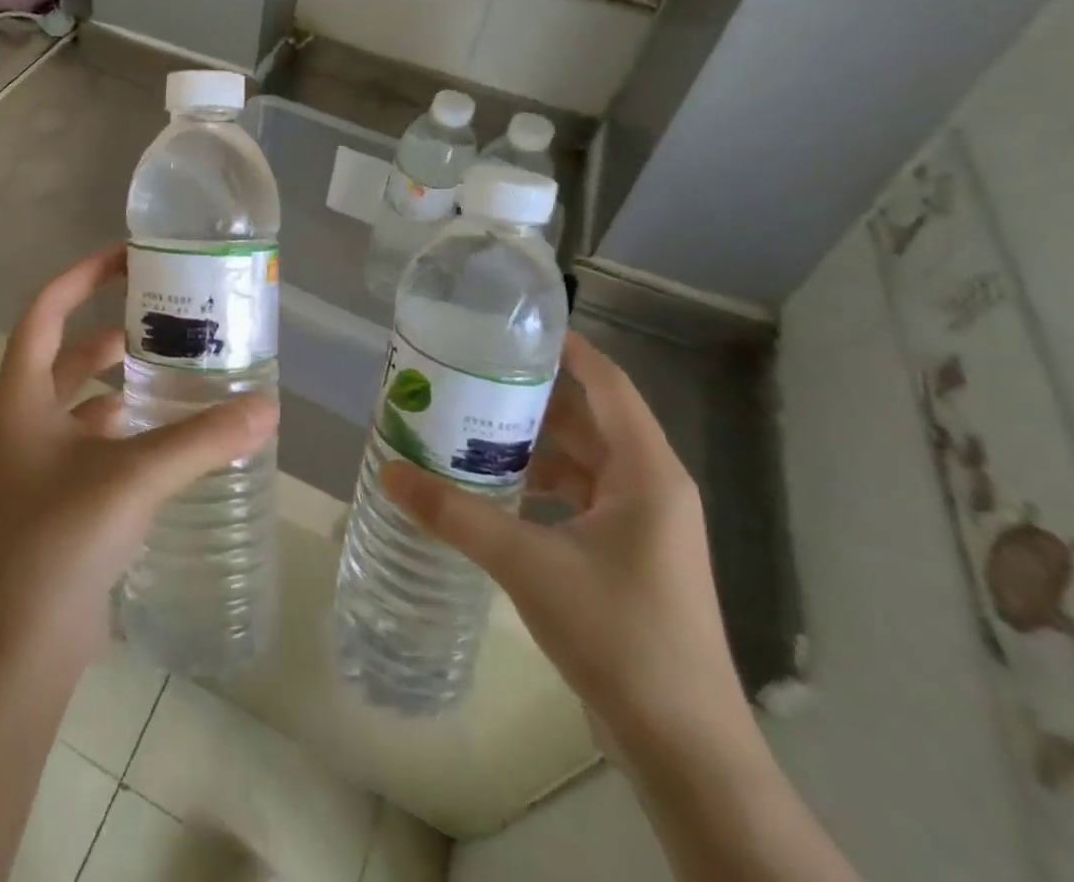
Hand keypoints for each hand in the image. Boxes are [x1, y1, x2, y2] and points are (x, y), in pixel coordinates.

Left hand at [0, 244, 278, 669]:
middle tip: (169, 316)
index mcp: (21, 394)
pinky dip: (127, 426)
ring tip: (179, 369)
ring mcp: (36, 458)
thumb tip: (267, 407)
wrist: (21, 645)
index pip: (46, 310)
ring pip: (83, 398)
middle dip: (114, 330)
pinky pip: (94, 439)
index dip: (82, 276)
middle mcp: (23, 417)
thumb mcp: (134, 476)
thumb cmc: (61, 539)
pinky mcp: (58, 493)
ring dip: (123, 381)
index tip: (128, 257)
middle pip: (69, 351)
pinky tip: (170, 432)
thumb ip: (202, 439)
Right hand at [381, 331, 745, 758]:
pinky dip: (538, 483)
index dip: (566, 348)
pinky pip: (578, 496)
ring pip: (581, 460)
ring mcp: (641, 524)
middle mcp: (650, 487)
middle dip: (531, 396)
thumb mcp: (527, 564)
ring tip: (469, 424)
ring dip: (531, 443)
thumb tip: (389, 473)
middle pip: (588, 419)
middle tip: (470, 374)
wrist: (684, 748)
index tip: (511, 326)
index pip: (608, 383)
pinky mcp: (626, 555)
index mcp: (647, 472)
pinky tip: (492, 488)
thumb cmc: (619, 634)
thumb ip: (455, 514)